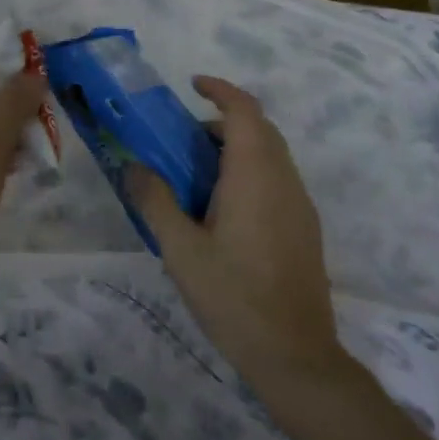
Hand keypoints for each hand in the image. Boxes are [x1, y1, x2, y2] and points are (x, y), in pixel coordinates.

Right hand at [128, 77, 345, 379]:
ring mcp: (300, 203)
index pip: (244, 109)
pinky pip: (277, 179)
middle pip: (258, 129)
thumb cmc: (233, 296)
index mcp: (255, 174)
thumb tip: (133, 166)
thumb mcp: (180, 249)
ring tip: (196, 177)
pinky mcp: (305, 227)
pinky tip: (223, 211)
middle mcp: (284, 178)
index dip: (220, 89)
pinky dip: (250, 172)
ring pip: (270, 155)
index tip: (191, 85)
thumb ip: (155, 200)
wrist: (295, 354)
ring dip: (236, 148)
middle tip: (181, 140)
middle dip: (221, 121)